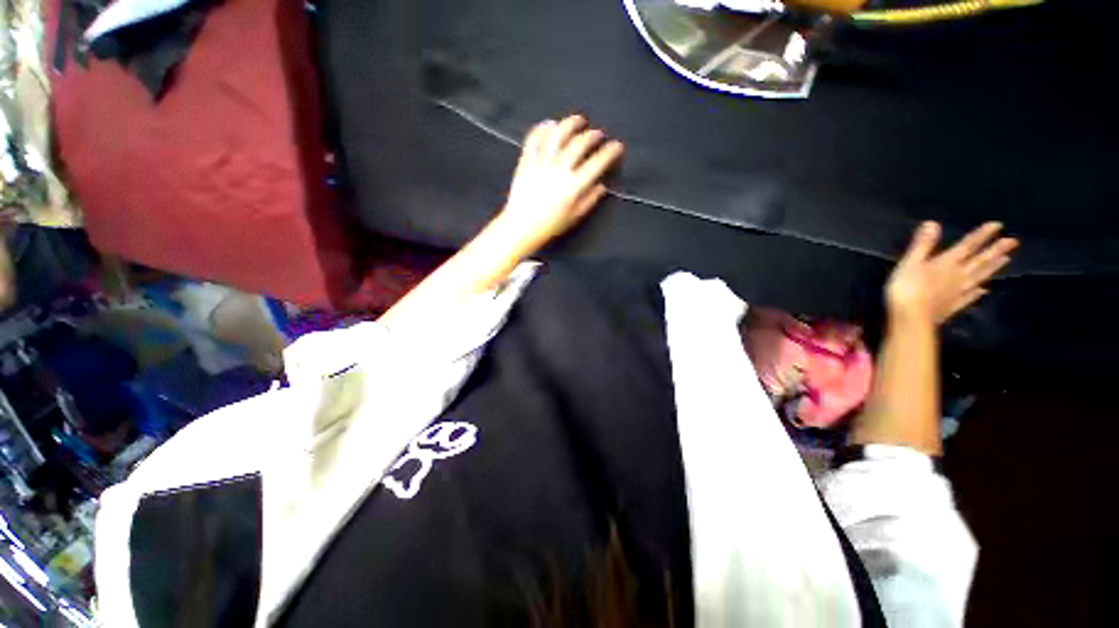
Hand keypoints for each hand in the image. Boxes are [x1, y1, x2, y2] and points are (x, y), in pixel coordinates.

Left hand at [498, 115, 623, 248]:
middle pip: (579, 144)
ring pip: (557, 136)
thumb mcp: (574, 217)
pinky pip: (533, 140)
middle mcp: (558, 171)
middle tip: (598, 134)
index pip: (596, 164)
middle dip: (592, 135)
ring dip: (570, 124)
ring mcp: (541, 164)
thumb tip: (602, 186)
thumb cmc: (550, 225)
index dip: (610, 152)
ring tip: (578, 121)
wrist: (521, 227)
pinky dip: (542, 129)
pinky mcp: (526, 162)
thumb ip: (589, 200)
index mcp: (573, 187)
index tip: (617, 146)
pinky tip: (550, 124)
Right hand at [886, 221, 1018, 325]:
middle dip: (995, 250)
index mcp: (947, 263)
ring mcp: (958, 292)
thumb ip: (921, 245)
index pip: (968, 246)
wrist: (911, 318)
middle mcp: (958, 275)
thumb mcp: (910, 263)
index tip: (998, 225)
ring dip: (992, 268)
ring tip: (1006, 260)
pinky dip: (978, 292)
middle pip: (980, 261)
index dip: (982, 235)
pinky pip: (970, 297)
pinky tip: (983, 291)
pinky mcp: (953, 306)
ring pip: (979, 277)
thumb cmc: (906, 288)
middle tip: (1013, 241)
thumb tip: (933, 223)